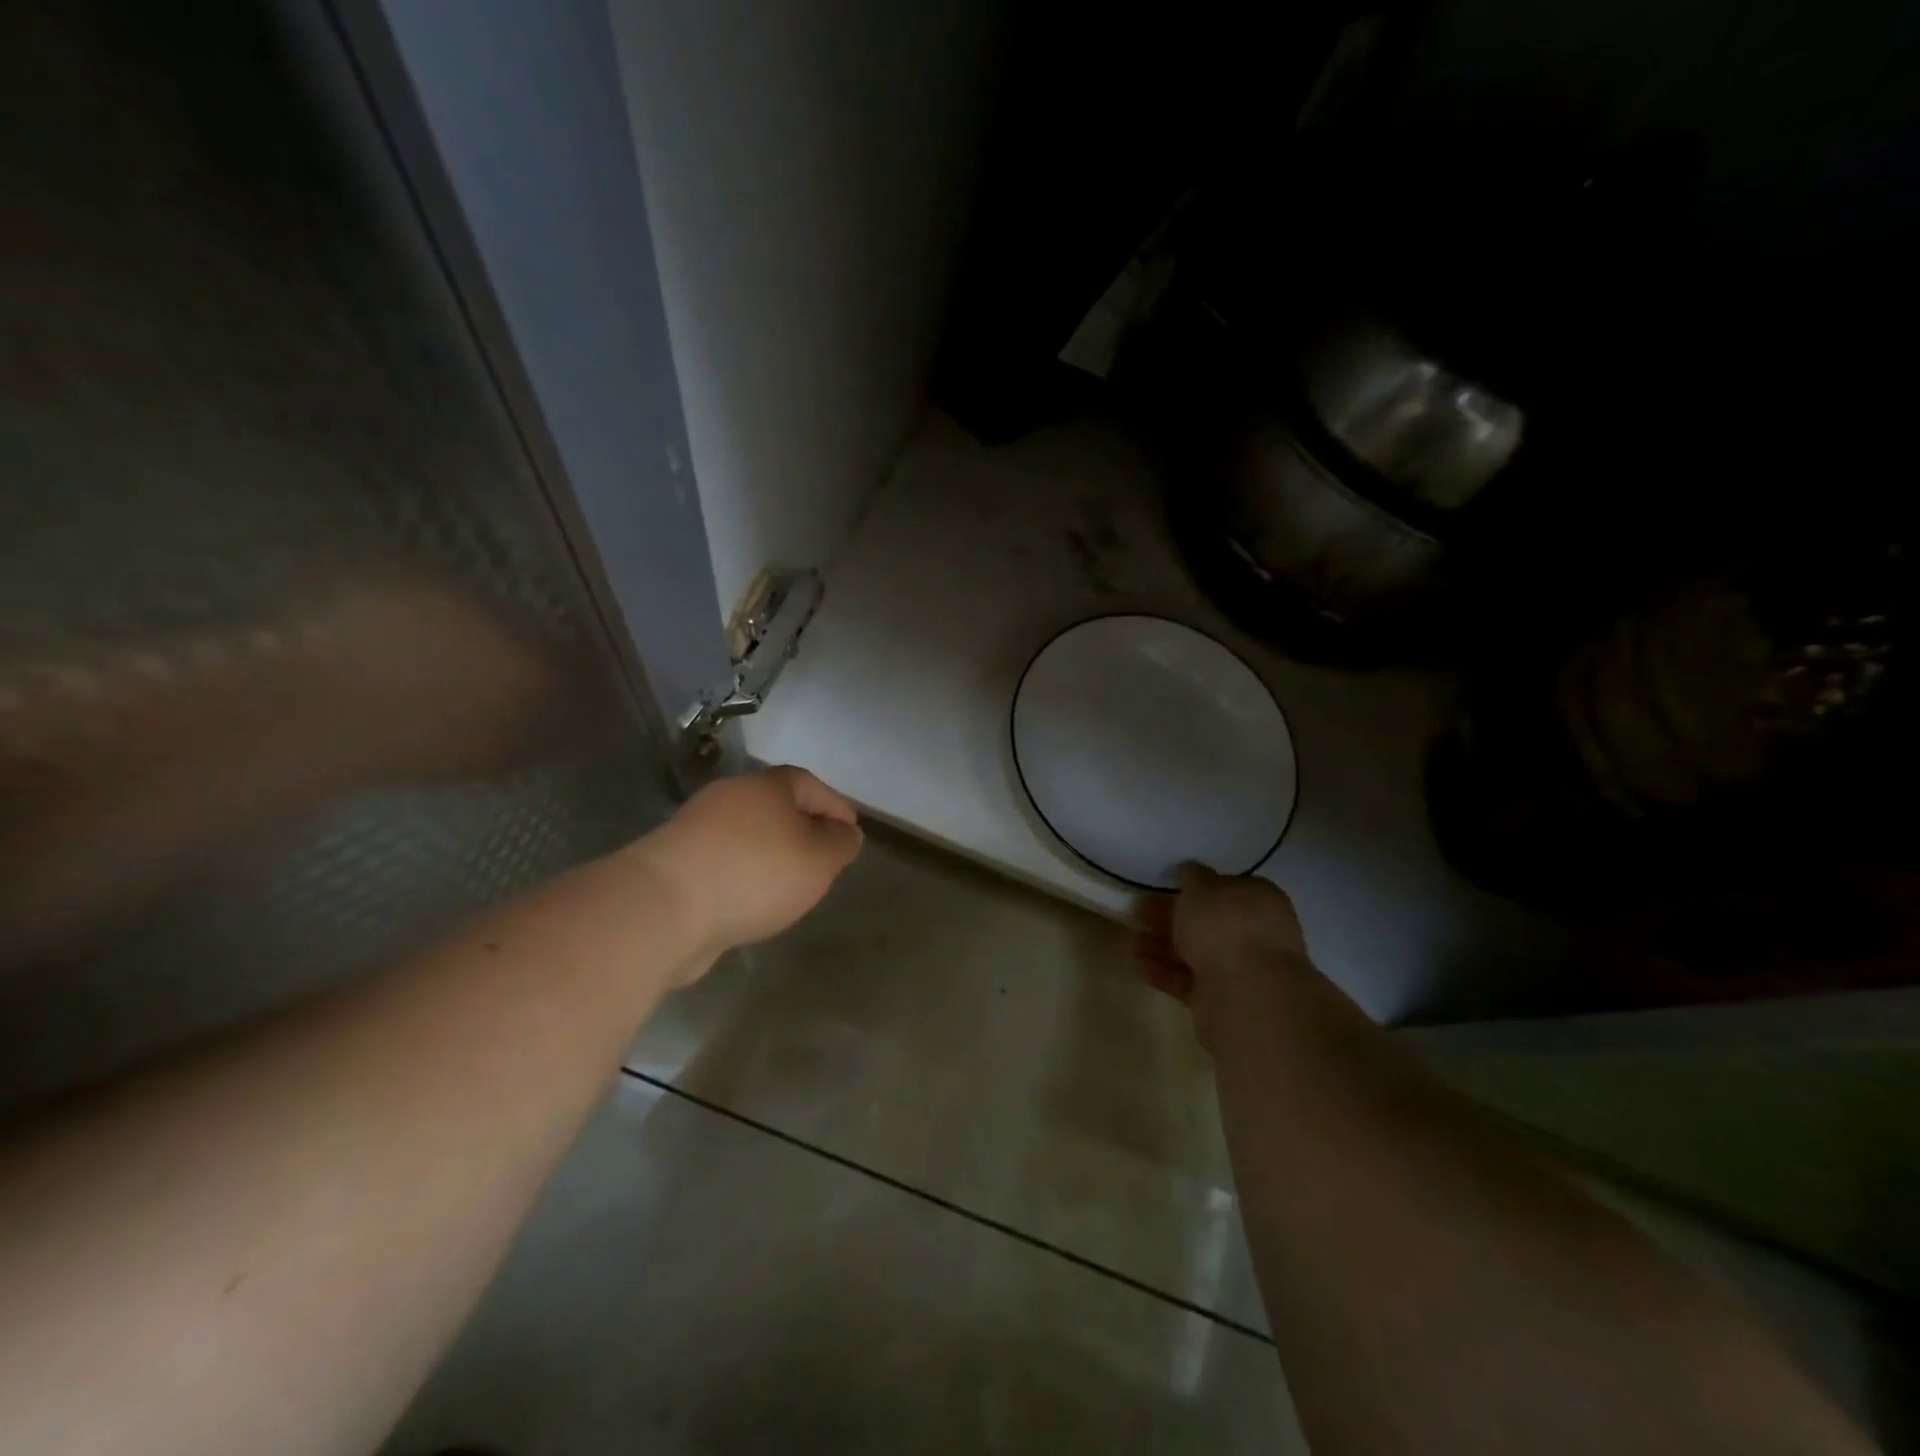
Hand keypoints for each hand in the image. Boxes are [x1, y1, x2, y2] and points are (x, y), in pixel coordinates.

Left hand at [637, 765, 862, 960]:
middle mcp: (730, 798)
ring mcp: (698, 830)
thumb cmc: (755, 873)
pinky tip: (753, 902)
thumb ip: (840, 844)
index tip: (851, 835)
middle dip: (804, 830)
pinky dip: (745, 876)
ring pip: (750, 836)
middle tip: (824, 861)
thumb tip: (846, 834)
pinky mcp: (677, 863)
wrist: (664, 908)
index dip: (835, 807)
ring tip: (791, 887)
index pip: (810, 784)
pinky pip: (725, 863)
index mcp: (766, 786)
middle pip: (777, 808)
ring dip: (772, 856)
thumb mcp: (819, 859)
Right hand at [1132, 864, 1311, 1043]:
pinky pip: (1189, 980)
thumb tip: (1191, 871)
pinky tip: (1138, 963)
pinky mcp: (1223, 999)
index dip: (1193, 888)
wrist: (1246, 993)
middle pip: (1206, 922)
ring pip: (1196, 952)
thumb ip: (1193, 877)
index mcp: (1258, 900)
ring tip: (1132, 943)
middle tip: (1138, 913)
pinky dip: (1164, 971)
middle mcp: (1255, 933)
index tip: (1163, 887)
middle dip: (1170, 918)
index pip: (1225, 889)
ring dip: (1162, 946)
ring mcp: (1241, 969)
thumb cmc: (1224, 926)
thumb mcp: (1202, 888)